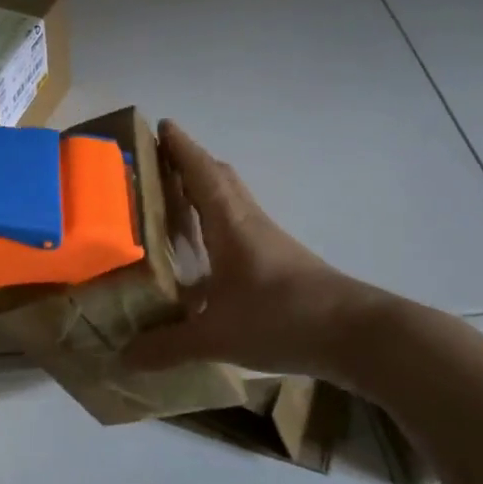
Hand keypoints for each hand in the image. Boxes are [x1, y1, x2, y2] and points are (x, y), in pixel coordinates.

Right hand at [124, 121, 382, 377]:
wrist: (358, 336)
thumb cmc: (283, 318)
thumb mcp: (217, 337)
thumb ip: (169, 346)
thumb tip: (124, 358)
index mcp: (230, 225)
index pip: (202, 173)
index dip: (181, 148)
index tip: (162, 125)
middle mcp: (250, 223)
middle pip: (221, 179)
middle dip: (191, 163)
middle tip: (160, 161)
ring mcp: (270, 242)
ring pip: (234, 202)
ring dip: (207, 190)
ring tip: (176, 199)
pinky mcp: (282, 263)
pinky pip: (242, 226)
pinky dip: (220, 221)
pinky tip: (208, 249)